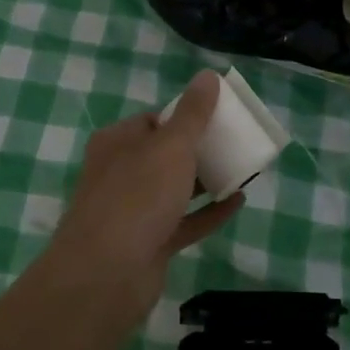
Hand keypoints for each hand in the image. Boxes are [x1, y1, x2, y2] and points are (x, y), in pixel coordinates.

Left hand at [48, 72, 245, 319]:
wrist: (106, 275)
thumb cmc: (137, 196)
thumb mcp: (172, 145)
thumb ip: (193, 113)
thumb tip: (208, 75)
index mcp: (117, 142)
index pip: (152, 120)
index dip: (183, 117)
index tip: (216, 117)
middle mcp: (120, 173)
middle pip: (164, 155)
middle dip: (198, 149)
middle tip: (235, 143)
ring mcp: (133, 212)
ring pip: (174, 189)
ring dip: (206, 180)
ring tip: (243, 169)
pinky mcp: (148, 244)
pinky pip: (184, 222)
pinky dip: (209, 213)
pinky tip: (239, 202)